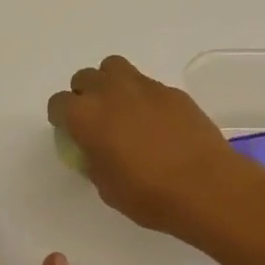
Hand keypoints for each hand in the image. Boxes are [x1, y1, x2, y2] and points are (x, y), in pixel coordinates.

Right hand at [47, 56, 256, 238]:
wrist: (206, 186)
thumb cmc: (149, 195)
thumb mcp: (107, 188)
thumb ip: (94, 161)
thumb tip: (96, 152)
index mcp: (85, 116)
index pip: (58, 103)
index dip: (61, 118)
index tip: (71, 134)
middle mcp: (110, 92)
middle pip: (85, 78)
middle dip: (85, 95)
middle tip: (96, 121)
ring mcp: (144, 87)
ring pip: (114, 68)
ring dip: (111, 84)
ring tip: (122, 110)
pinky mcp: (172, 91)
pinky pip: (147, 85)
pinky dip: (143, 97)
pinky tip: (156, 123)